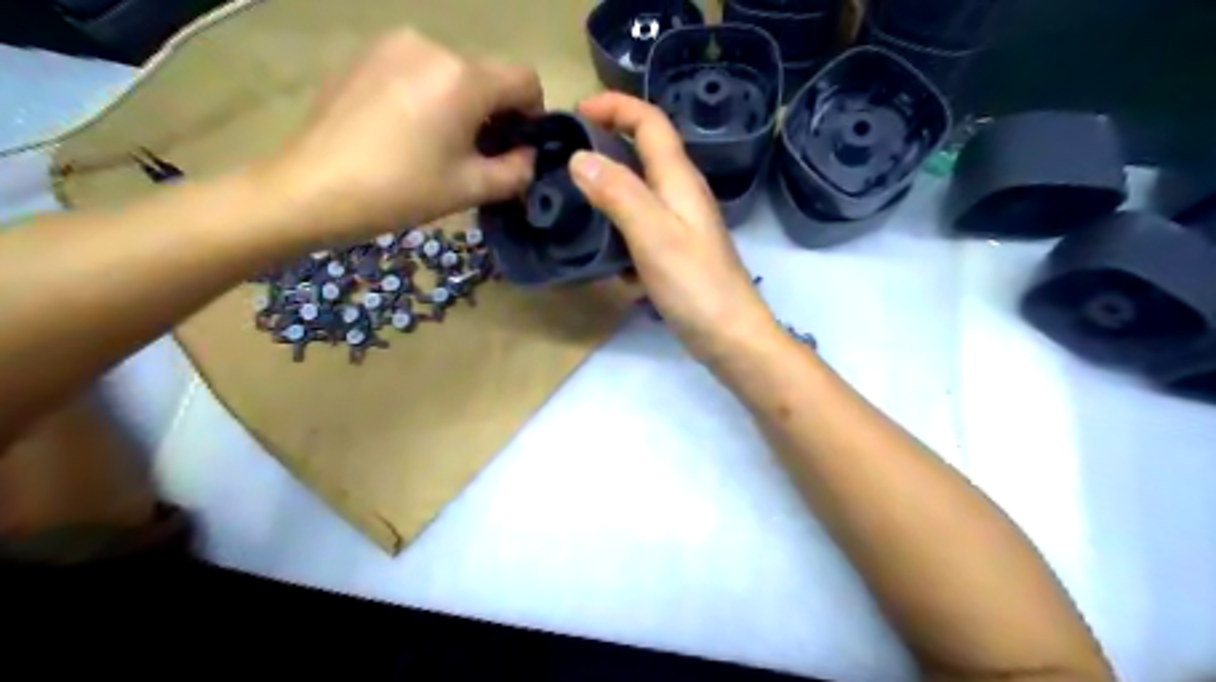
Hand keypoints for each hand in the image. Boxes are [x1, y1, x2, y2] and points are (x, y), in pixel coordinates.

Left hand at [265, 29, 540, 239]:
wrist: (312, 188)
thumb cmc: (401, 190)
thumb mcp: (471, 189)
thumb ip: (517, 172)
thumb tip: (529, 157)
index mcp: (464, 78)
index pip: (525, 80)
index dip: (533, 114)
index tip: (518, 147)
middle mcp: (433, 46)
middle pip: (488, 76)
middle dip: (495, 113)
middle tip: (478, 154)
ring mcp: (395, 45)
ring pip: (453, 73)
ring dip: (462, 104)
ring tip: (438, 144)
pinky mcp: (367, 54)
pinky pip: (419, 70)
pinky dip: (429, 95)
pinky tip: (407, 130)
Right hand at [568, 93, 778, 364]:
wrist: (730, 336)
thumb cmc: (695, 284)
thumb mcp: (653, 234)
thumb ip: (618, 193)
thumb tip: (580, 157)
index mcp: (679, 179)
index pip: (650, 122)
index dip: (615, 106)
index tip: (574, 112)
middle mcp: (681, 194)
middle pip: (644, 151)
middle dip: (606, 141)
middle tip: (564, 155)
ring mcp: (680, 225)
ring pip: (640, 189)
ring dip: (608, 185)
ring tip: (571, 196)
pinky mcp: (675, 252)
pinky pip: (640, 224)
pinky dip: (617, 223)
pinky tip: (599, 243)